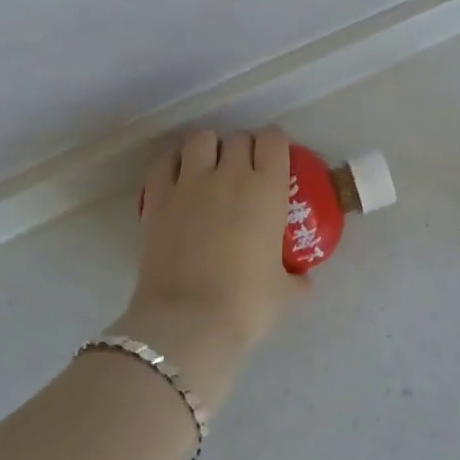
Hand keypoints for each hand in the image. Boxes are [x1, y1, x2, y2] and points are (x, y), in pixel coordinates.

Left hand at [115, 129, 301, 401]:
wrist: (187, 322)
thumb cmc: (245, 305)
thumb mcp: (284, 293)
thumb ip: (296, 278)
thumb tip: (302, 279)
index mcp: (267, 189)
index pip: (274, 140)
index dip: (274, 145)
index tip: (273, 160)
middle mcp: (230, 174)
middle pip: (238, 137)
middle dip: (243, 149)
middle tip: (243, 173)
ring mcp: (190, 182)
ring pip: (200, 138)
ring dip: (208, 148)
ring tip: (208, 169)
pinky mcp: (157, 197)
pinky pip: (164, 160)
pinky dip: (172, 162)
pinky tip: (177, 178)